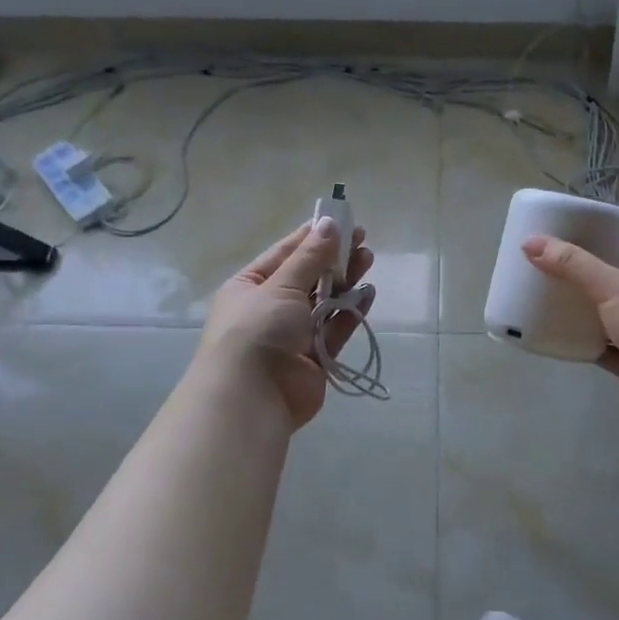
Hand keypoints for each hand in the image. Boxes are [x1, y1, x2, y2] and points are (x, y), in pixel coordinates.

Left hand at [198, 218, 375, 428]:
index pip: (284, 254)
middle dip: (334, 258)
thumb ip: (310, 257)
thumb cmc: (257, 330)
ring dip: (345, 282)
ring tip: (368, 260)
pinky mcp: (315, 357)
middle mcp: (270, 308)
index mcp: (250, 286)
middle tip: (363, 241)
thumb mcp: (281, 286)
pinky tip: (368, 293)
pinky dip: (350, 312)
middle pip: (308, 277)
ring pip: (325, 302)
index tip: (341, 222)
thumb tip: (329, 223)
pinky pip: (335, 328)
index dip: (312, 237)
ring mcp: (293, 335)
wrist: (253, 397)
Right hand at [523, 237, 618, 435]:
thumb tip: (529, 243)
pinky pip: (605, 351)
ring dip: (581, 317)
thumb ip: (571, 264)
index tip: (560, 248)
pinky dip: (585, 346)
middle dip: (581, 284)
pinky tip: (558, 341)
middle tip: (544, 277)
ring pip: (606, 321)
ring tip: (545, 306)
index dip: (593, 249)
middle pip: (610, 288)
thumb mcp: (610, 284)